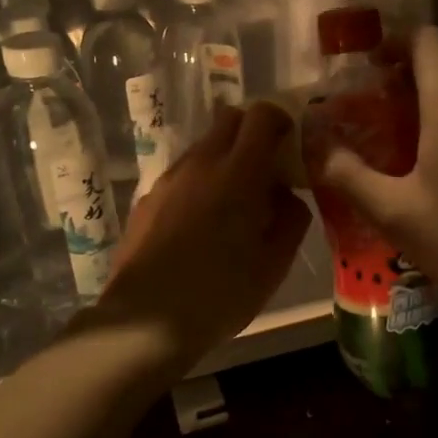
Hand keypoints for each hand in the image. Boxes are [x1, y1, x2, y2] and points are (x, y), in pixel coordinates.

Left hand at [97, 102, 312, 361]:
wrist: (146, 321)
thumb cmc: (221, 293)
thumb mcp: (274, 264)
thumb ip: (291, 219)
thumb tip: (287, 195)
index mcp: (239, 173)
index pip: (262, 115)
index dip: (280, 120)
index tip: (290, 145)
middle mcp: (201, 163)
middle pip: (229, 119)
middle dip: (252, 132)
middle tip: (266, 169)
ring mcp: (169, 179)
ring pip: (203, 146)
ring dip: (225, 159)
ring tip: (234, 203)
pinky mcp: (148, 199)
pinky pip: (183, 174)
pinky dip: (200, 182)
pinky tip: (202, 224)